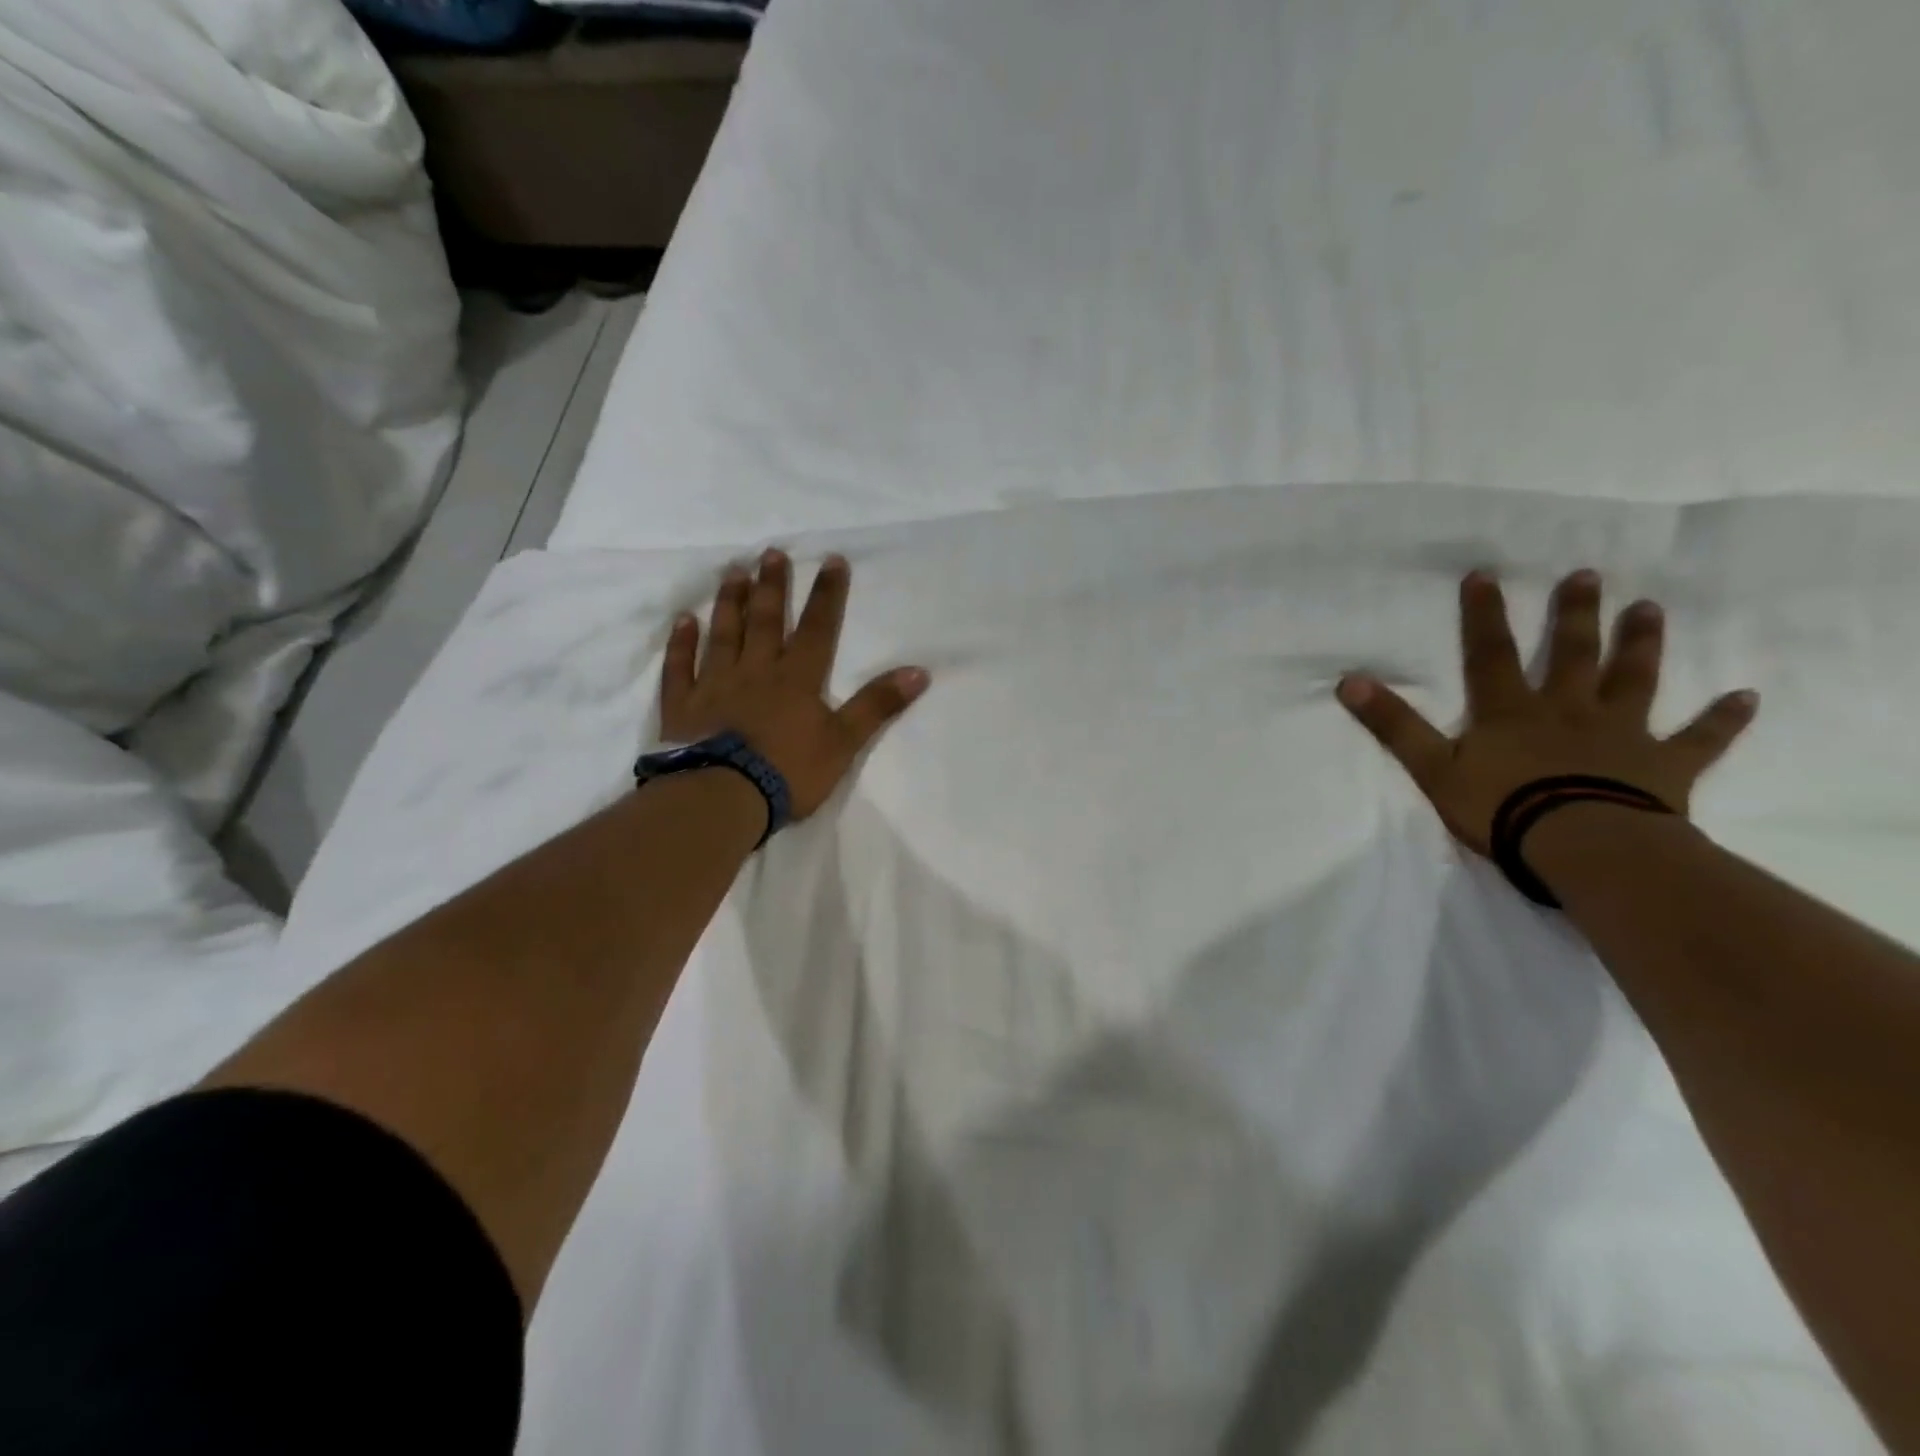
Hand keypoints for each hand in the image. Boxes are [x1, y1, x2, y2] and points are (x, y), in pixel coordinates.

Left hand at [661, 549, 928, 818]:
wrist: (723, 797)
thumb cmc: (788, 772)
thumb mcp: (844, 742)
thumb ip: (877, 706)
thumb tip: (919, 672)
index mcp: (796, 680)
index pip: (817, 629)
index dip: (827, 595)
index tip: (832, 560)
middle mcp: (755, 672)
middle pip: (765, 622)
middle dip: (772, 586)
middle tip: (770, 552)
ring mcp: (715, 686)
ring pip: (723, 635)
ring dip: (730, 603)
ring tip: (734, 572)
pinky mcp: (683, 707)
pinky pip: (680, 668)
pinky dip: (681, 643)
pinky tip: (683, 621)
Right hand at [1337, 569, 1758, 852]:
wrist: (1581, 846)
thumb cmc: (1500, 807)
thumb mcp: (1430, 767)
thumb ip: (1393, 724)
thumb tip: (1348, 680)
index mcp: (1511, 711)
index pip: (1491, 654)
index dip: (1484, 615)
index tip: (1485, 575)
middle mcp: (1568, 710)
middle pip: (1574, 655)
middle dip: (1577, 615)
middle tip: (1588, 576)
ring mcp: (1621, 735)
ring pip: (1634, 682)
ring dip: (1642, 646)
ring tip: (1650, 610)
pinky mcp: (1664, 767)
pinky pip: (1700, 739)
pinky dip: (1723, 720)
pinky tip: (1746, 698)